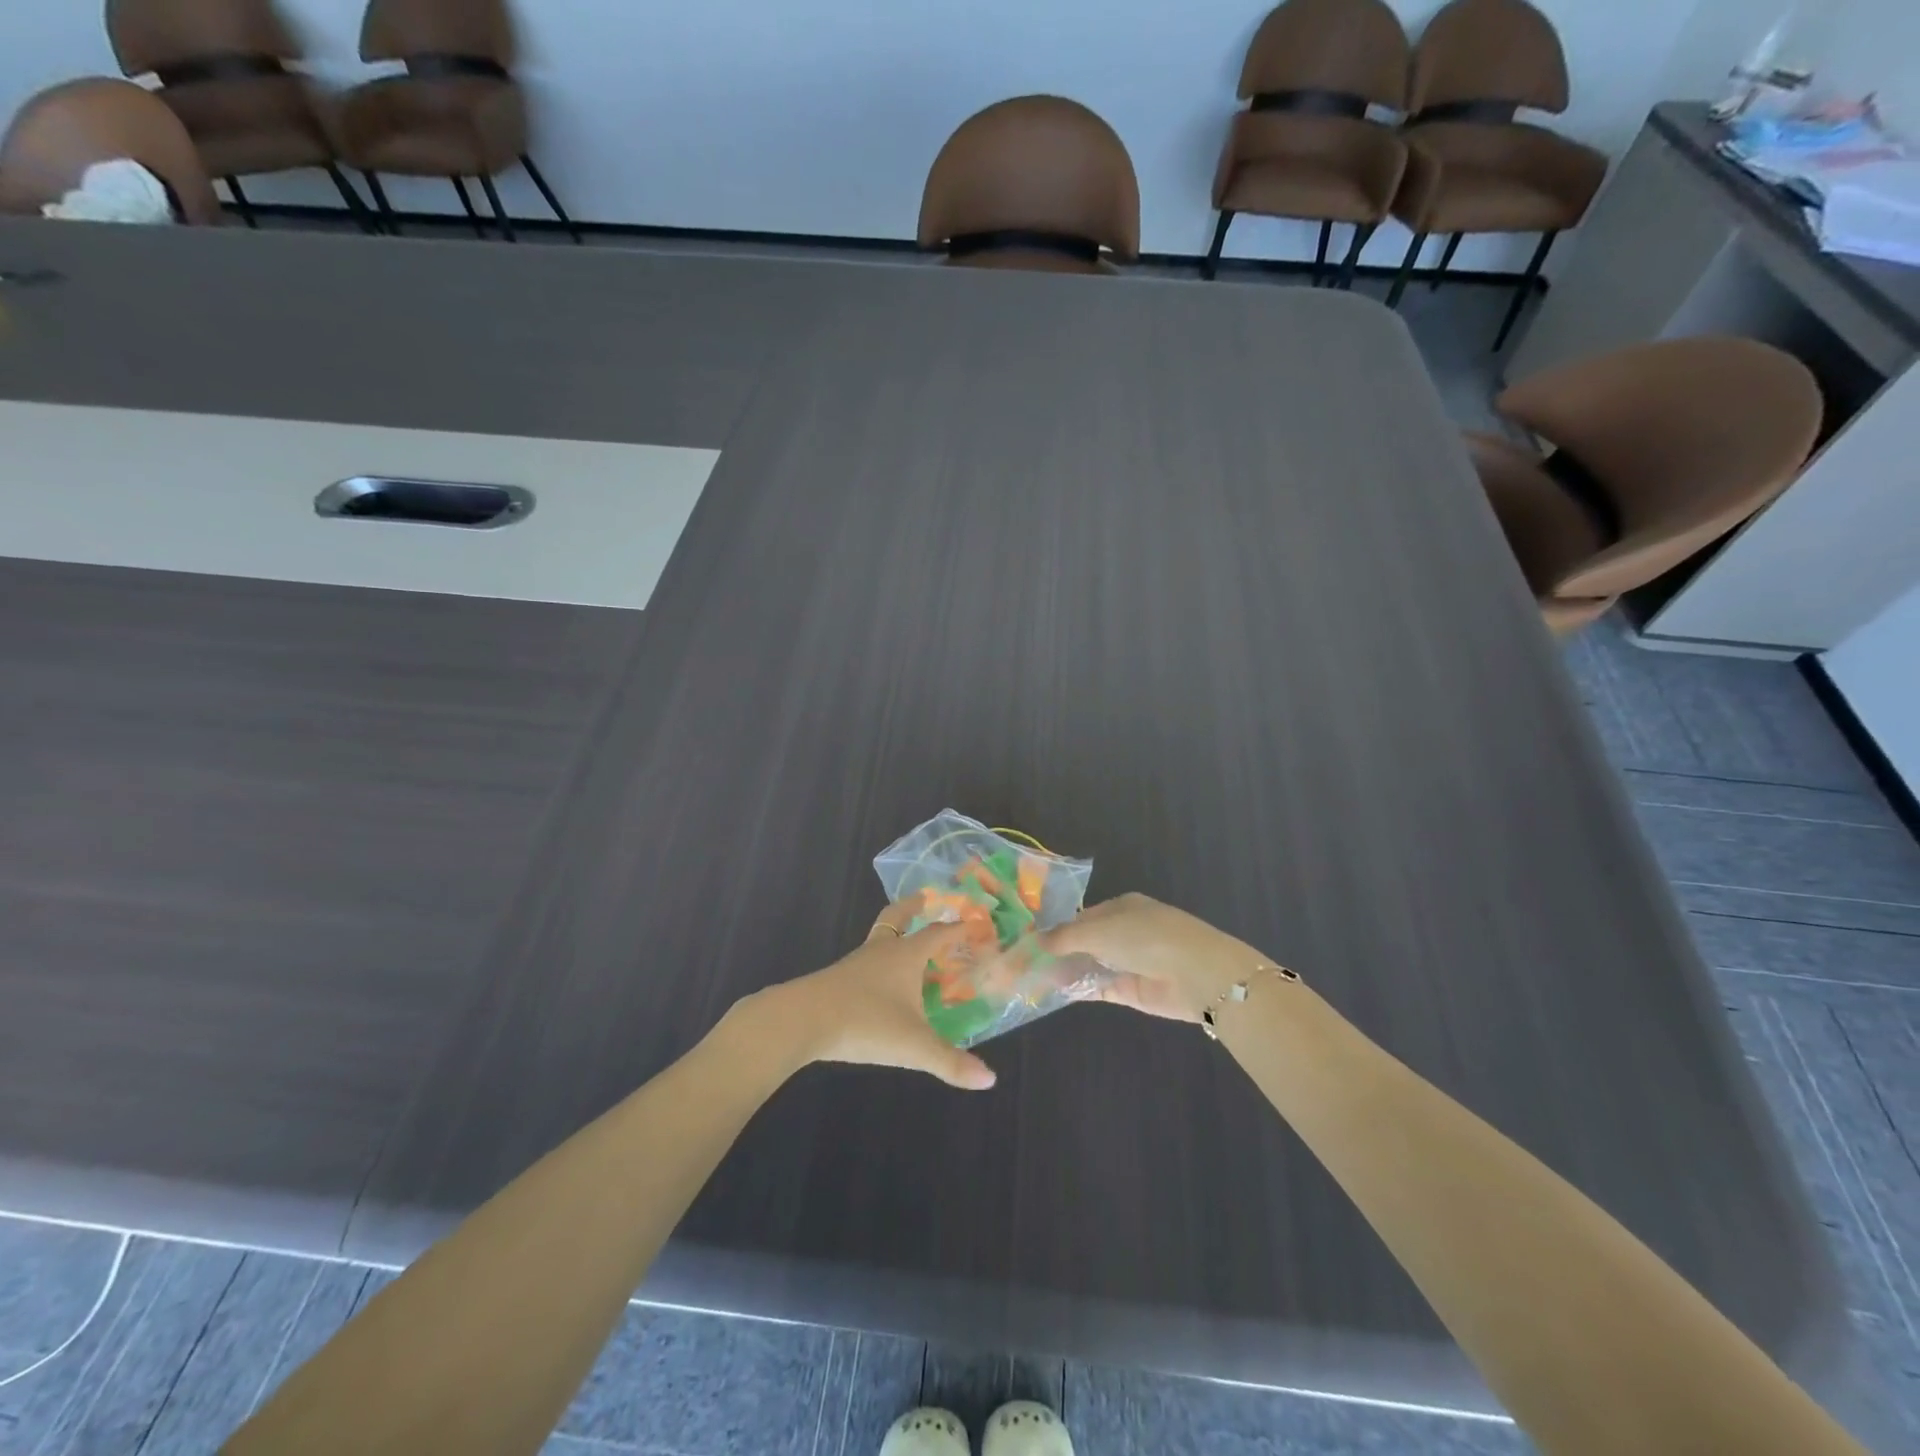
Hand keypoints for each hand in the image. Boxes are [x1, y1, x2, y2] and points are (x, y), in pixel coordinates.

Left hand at [746, 897, 997, 1090]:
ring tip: (908, 946)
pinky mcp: (837, 980)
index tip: (975, 923)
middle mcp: (882, 950)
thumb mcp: (914, 1046)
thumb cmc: (865, 1022)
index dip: (958, 929)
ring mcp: (856, 963)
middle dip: (913, 906)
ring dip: (895, 936)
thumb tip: (990, 1080)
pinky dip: (879, 963)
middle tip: (926, 897)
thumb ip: (951, 1063)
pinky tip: (882, 985)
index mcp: (906, 954)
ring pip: (879, 938)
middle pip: (898, 917)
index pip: (938, 933)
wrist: (802, 1020)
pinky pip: (865, 963)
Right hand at [1044, 893, 1261, 1021]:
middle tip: (1023, 964)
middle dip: (1057, 952)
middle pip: (1084, 942)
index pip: (1081, 917)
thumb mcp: (1099, 930)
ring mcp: (1128, 962)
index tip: (1029, 942)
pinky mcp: (1132, 990)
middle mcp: (1124, 932)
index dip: (1056, 929)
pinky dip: (1079, 989)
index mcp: (1121, 907)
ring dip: (1065, 972)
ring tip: (1031, 981)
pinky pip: (1099, 987)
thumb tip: (1036, 940)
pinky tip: (1053, 993)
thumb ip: (1065, 937)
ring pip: (1089, 965)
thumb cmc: (1146, 938)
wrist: (1197, 975)